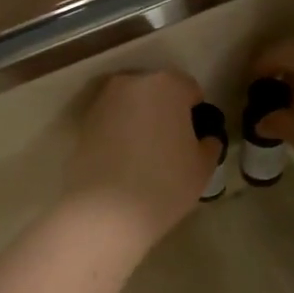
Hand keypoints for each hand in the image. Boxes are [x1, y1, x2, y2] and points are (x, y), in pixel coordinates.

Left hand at [64, 70, 219, 246]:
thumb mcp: (203, 167)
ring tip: (145, 154)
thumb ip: (209, 144)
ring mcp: (103, 101)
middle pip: (157, 91)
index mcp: (167, 85)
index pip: (190, 89)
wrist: (106, 209)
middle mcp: (132, 83)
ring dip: (139, 120)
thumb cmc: (165, 182)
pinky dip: (118, 133)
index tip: (195, 136)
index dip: (195, 112)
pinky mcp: (84, 123)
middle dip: (165, 110)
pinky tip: (123, 160)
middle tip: (170, 144)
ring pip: (131, 105)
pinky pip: (111, 122)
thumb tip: (204, 138)